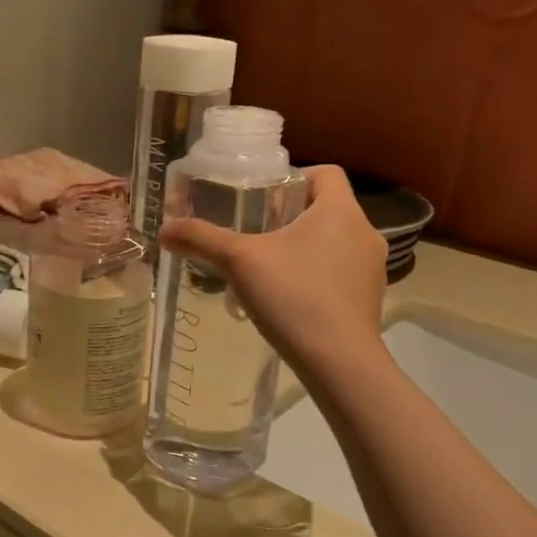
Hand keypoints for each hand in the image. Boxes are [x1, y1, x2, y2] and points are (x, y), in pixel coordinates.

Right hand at [159, 165, 387, 374]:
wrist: (339, 362)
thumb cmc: (293, 297)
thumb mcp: (239, 262)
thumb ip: (201, 239)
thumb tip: (164, 230)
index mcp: (341, 211)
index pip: (326, 173)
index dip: (294, 178)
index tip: (264, 199)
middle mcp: (365, 232)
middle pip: (327, 208)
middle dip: (290, 216)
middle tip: (255, 233)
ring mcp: (372, 268)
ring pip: (335, 242)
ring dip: (304, 247)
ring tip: (267, 268)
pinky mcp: (370, 299)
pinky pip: (340, 273)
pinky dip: (317, 276)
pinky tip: (288, 298)